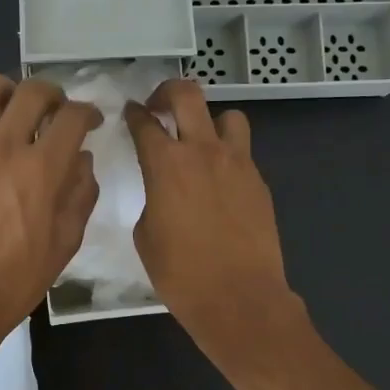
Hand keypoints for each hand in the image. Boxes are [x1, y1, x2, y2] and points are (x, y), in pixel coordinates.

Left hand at [0, 72, 100, 352]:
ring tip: (6, 111)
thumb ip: (81, 194)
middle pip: (33, 91)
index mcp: (41, 171)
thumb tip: (82, 159)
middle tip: (52, 114)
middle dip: (53, 95)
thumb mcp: (66, 243)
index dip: (88, 114)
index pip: (73, 117)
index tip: (89, 123)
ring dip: (4, 91)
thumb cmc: (16, 280)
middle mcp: (2, 148)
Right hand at [124, 80, 303, 364]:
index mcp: (166, 164)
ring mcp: (238, 163)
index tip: (130, 111)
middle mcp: (203, 152)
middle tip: (159, 107)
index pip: (145, 123)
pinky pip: (242, 152)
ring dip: (209, 121)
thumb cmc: (181, 274)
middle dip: (168, 92)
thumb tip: (163, 190)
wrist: (239, 298)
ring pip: (228, 117)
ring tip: (200, 141)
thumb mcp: (146, 235)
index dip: (134, 113)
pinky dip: (227, 155)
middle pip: (188, 95)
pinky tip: (219, 181)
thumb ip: (152, 198)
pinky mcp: (259, 182)